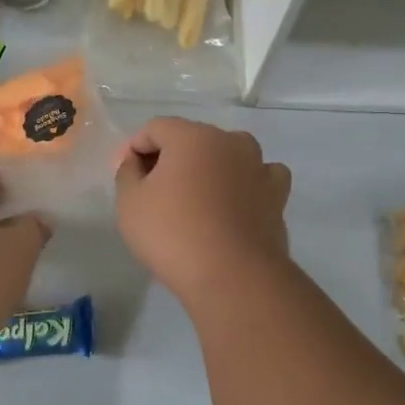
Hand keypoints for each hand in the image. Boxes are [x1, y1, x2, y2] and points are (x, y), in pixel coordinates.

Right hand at [114, 117, 292, 300]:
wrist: (233, 275)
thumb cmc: (173, 233)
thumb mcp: (130, 202)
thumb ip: (127, 172)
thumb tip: (136, 161)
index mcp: (192, 136)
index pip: (156, 128)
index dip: (136, 148)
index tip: (127, 176)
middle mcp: (230, 141)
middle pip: (193, 138)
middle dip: (171, 158)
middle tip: (154, 190)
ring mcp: (259, 167)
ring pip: (228, 154)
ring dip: (210, 168)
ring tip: (196, 198)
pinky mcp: (277, 195)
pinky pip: (258, 177)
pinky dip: (245, 184)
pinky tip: (234, 203)